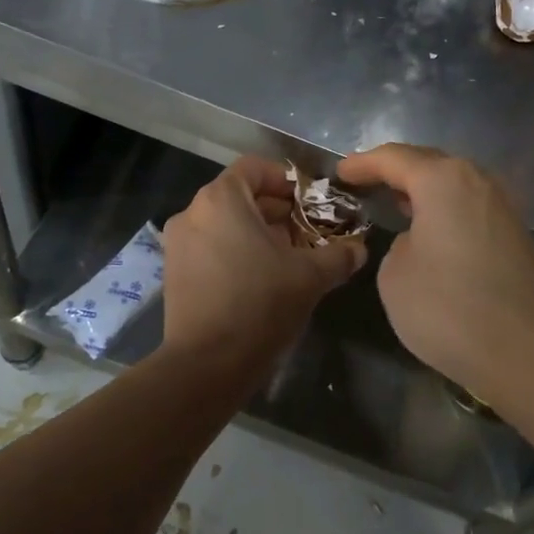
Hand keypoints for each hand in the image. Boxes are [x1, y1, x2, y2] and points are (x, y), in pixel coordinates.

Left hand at [160, 156, 366, 376]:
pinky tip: (263, 279)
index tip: (312, 203)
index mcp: (220, 199)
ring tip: (291, 258)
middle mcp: (192, 212)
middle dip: (278, 211)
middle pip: (241, 196)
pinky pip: (211, 246)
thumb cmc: (260, 304)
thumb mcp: (310, 276)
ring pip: (226, 223)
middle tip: (309, 233)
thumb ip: (339, 254)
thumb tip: (359, 249)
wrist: (207, 365)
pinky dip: (237, 251)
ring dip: (259, 233)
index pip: (256, 168)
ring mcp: (178, 243)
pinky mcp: (174, 272)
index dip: (288, 180)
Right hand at [337, 144, 533, 410]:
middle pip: (428, 164)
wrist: (533, 357)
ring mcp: (503, 209)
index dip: (362, 165)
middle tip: (364, 183)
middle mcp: (478, 182)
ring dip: (422, 193)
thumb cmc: (451, 309)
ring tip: (394, 204)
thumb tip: (420, 242)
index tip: (339, 173)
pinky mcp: (517, 237)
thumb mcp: (395, 275)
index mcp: (443, 180)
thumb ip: (398, 245)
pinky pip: (469, 210)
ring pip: (453, 187)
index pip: (394, 159)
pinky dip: (444, 213)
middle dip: (394, 171)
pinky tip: (430, 232)